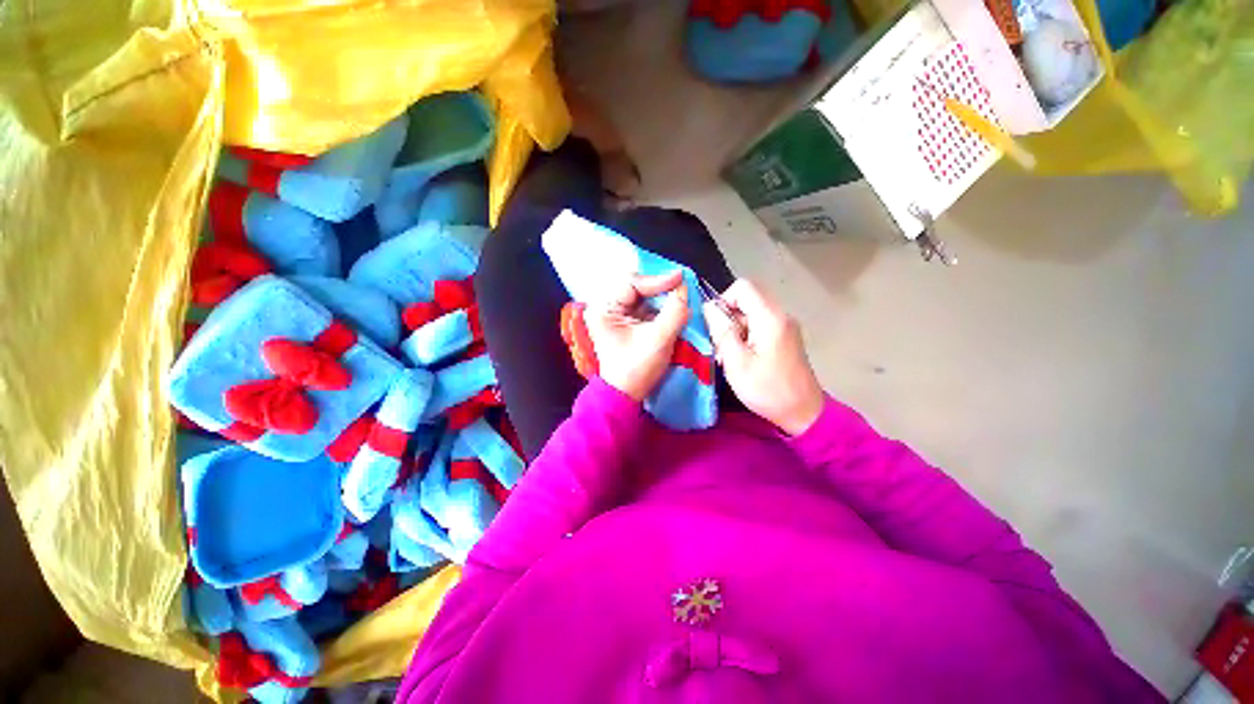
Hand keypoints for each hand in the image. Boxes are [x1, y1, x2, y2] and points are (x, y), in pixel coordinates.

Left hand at [584, 271, 689, 401]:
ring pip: (642, 295)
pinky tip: (673, 306)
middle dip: (660, 287)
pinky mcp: (626, 322)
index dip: (657, 280)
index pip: (630, 283)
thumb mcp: (658, 340)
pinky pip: (645, 306)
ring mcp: (616, 314)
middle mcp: (606, 307)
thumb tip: (684, 291)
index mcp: (604, 309)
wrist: (627, 394)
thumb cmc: (637, 369)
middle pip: (636, 286)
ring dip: (662, 296)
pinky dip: (660, 306)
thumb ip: (674, 313)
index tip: (680, 279)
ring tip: (681, 295)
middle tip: (682, 287)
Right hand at [702, 279, 823, 435]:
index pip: (743, 287)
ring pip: (752, 313)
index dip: (724, 300)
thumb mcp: (736, 362)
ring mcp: (785, 326)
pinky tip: (743, 358)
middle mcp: (781, 315)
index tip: (715, 326)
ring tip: (730, 355)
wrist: (803, 413)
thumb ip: (722, 331)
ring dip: (736, 328)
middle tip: (721, 344)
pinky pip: (760, 324)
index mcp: (770, 318)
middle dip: (728, 317)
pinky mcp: (785, 337)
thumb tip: (709, 308)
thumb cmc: (767, 389)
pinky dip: (747, 335)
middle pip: (747, 299)